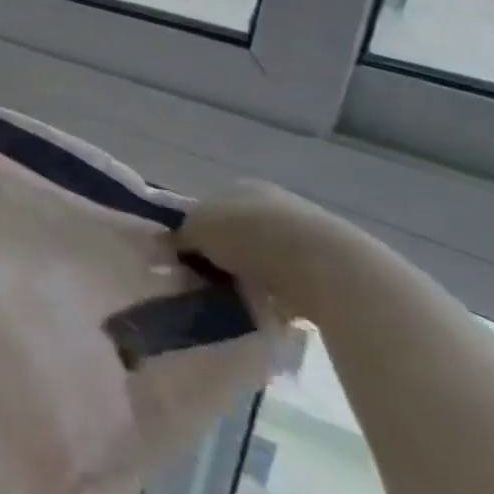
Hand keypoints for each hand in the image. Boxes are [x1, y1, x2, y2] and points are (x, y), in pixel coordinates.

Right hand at [176, 181, 379, 323]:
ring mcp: (303, 233)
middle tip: (207, 279)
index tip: (186, 256)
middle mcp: (272, 203)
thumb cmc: (248, 234)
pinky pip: (289, 282)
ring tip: (236, 298)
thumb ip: (179, 236)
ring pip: (263, 257)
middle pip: (237, 231)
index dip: (195, 230)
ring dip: (251, 275)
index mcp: (240, 186)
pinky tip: (268, 306)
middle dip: (224, 254)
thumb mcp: (196, 229)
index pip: (210, 206)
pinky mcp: (326, 266)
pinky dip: (278, 294)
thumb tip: (166, 245)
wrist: (321, 265)